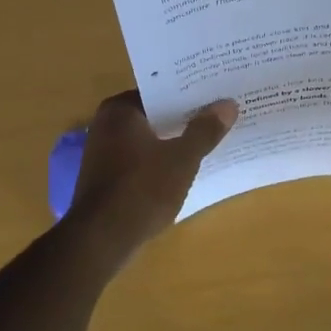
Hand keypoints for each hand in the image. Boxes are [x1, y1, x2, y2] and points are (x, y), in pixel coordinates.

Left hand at [67, 91, 237, 249]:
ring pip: (149, 138)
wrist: (102, 240)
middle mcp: (106, 124)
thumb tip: (227, 105)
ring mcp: (103, 152)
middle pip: (155, 114)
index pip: (160, 90)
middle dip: (184, 117)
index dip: (189, 93)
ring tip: (210, 139)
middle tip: (220, 114)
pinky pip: (141, 159)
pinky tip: (185, 168)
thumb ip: (205, 131)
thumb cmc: (142, 190)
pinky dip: (161, 160)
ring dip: (174, 140)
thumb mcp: (182, 159)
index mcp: (120, 110)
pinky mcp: (107, 178)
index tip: (216, 94)